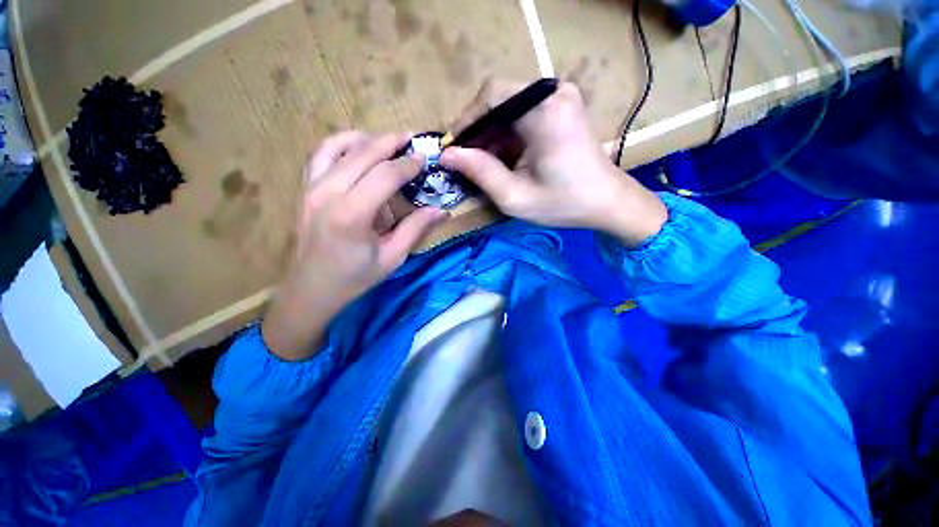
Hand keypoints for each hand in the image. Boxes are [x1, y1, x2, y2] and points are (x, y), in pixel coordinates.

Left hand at [262, 132, 449, 359]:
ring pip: (338, 146)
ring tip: (387, 142)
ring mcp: (311, 187)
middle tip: (412, 139)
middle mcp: (328, 192)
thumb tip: (441, 211)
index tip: (424, 158)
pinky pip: (320, 155)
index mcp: (352, 213)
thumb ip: (415, 229)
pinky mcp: (304, 189)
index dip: (408, 164)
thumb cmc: (354, 278)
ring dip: (366, 139)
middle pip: (364, 153)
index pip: (386, 175)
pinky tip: (357, 149)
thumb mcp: (392, 257)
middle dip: (391, 142)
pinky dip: (341, 144)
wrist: (311, 289)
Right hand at [441, 79, 666, 246]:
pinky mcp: (561, 107)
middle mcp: (553, 92)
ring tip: (484, 166)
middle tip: (466, 162)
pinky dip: (508, 137)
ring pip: (509, 109)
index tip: (453, 149)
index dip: (466, 121)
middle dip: (479, 133)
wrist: (606, 202)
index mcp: (544, 110)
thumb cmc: (563, 204)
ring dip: (492, 137)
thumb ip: (479, 173)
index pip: (491, 96)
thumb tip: (447, 155)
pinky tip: (504, 161)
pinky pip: (523, 116)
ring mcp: (560, 97)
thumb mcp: (514, 196)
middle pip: (499, 100)